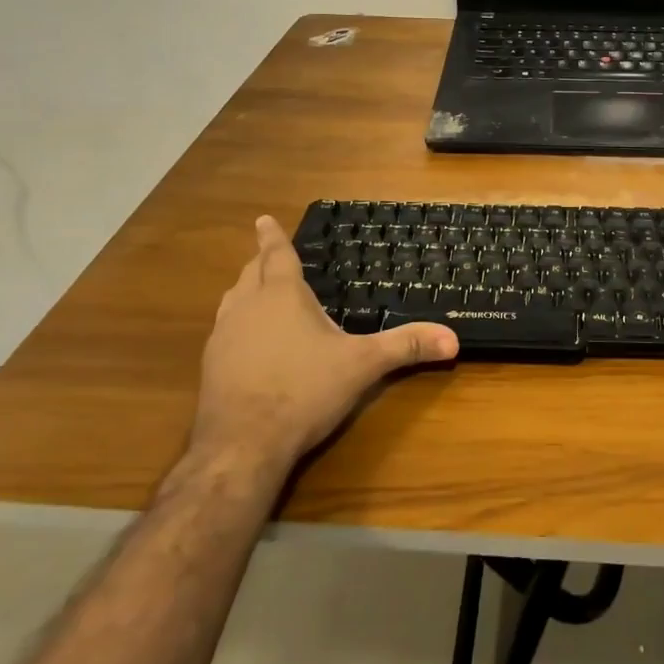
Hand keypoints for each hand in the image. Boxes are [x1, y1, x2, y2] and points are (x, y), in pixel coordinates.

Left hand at [190, 216, 457, 474]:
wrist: (242, 444)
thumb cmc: (304, 390)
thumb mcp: (362, 365)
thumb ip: (405, 347)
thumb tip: (452, 338)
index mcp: (282, 295)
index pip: (276, 255)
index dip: (272, 236)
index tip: (263, 218)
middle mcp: (247, 307)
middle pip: (250, 273)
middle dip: (260, 262)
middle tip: (269, 256)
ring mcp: (223, 337)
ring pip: (232, 301)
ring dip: (245, 291)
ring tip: (257, 292)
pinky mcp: (210, 367)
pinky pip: (224, 331)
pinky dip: (237, 325)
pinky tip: (248, 344)